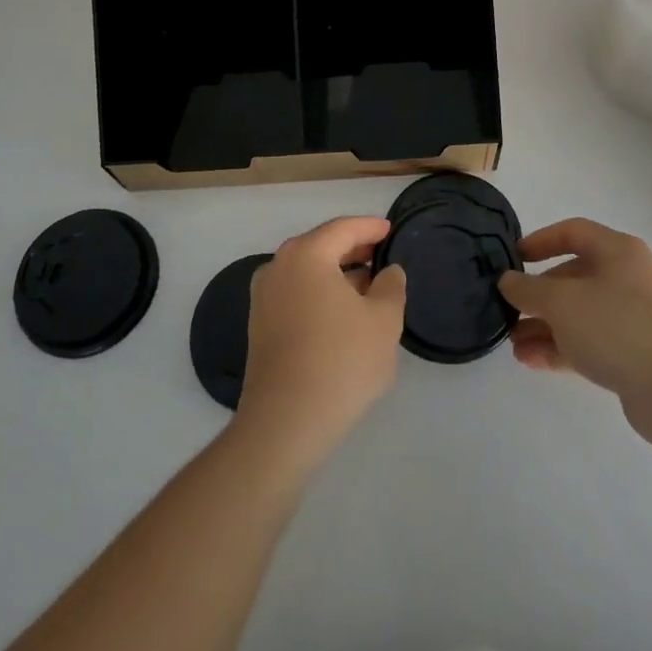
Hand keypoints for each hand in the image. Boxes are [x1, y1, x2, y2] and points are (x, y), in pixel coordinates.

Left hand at [236, 217, 406, 462]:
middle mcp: (278, 266)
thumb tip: (387, 272)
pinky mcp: (260, 325)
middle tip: (382, 254)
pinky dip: (320, 293)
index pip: (343, 228)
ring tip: (368, 286)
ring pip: (308, 272)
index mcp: (306, 255)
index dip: (370, 227)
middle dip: (353, 249)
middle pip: (321, 246)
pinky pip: (296, 293)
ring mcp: (264, 297)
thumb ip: (391, 286)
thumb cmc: (340, 361)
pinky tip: (343, 313)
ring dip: (337, 274)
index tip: (391, 230)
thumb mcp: (383, 320)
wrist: (285, 423)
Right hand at [498, 219, 651, 449]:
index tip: (513, 258)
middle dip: (538, 295)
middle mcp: (627, 278)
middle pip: (573, 276)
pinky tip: (532, 361)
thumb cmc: (618, 327)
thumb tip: (508, 281)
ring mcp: (634, 317)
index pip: (573, 232)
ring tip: (513, 344)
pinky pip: (590, 342)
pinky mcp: (635, 354)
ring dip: (545, 326)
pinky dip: (561, 348)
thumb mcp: (562, 302)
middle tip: (508, 311)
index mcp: (618, 251)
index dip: (540, 241)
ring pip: (579, 314)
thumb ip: (528, 289)